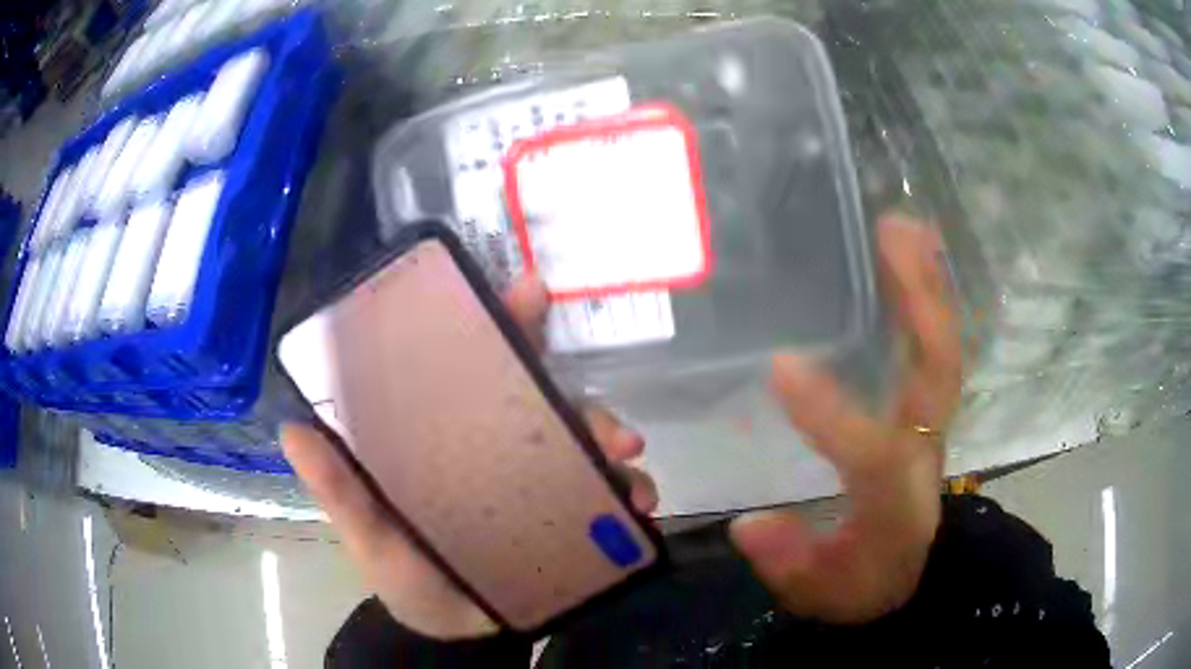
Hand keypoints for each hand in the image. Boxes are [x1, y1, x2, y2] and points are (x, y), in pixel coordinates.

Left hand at [280, 279, 658, 639]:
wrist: (452, 631)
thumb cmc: (404, 574)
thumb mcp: (368, 533)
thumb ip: (338, 489)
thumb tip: (292, 430)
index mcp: (449, 437)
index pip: (475, 367)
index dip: (502, 323)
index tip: (531, 293)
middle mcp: (498, 447)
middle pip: (544, 401)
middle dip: (580, 400)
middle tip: (607, 428)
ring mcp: (537, 481)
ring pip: (583, 443)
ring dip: (611, 446)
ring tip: (627, 472)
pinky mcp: (567, 516)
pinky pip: (605, 493)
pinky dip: (626, 492)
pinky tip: (639, 506)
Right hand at [730, 213, 960, 623]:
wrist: (914, 573)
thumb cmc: (868, 581)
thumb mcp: (822, 592)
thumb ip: (789, 564)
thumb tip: (747, 525)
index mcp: (895, 496)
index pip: (871, 451)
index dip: (829, 412)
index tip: (778, 366)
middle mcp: (922, 446)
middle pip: (935, 370)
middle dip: (919, 300)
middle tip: (891, 233)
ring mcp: (930, 420)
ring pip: (942, 346)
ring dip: (928, 284)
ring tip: (904, 225)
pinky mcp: (927, 407)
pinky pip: (935, 346)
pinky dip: (930, 300)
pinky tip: (911, 260)